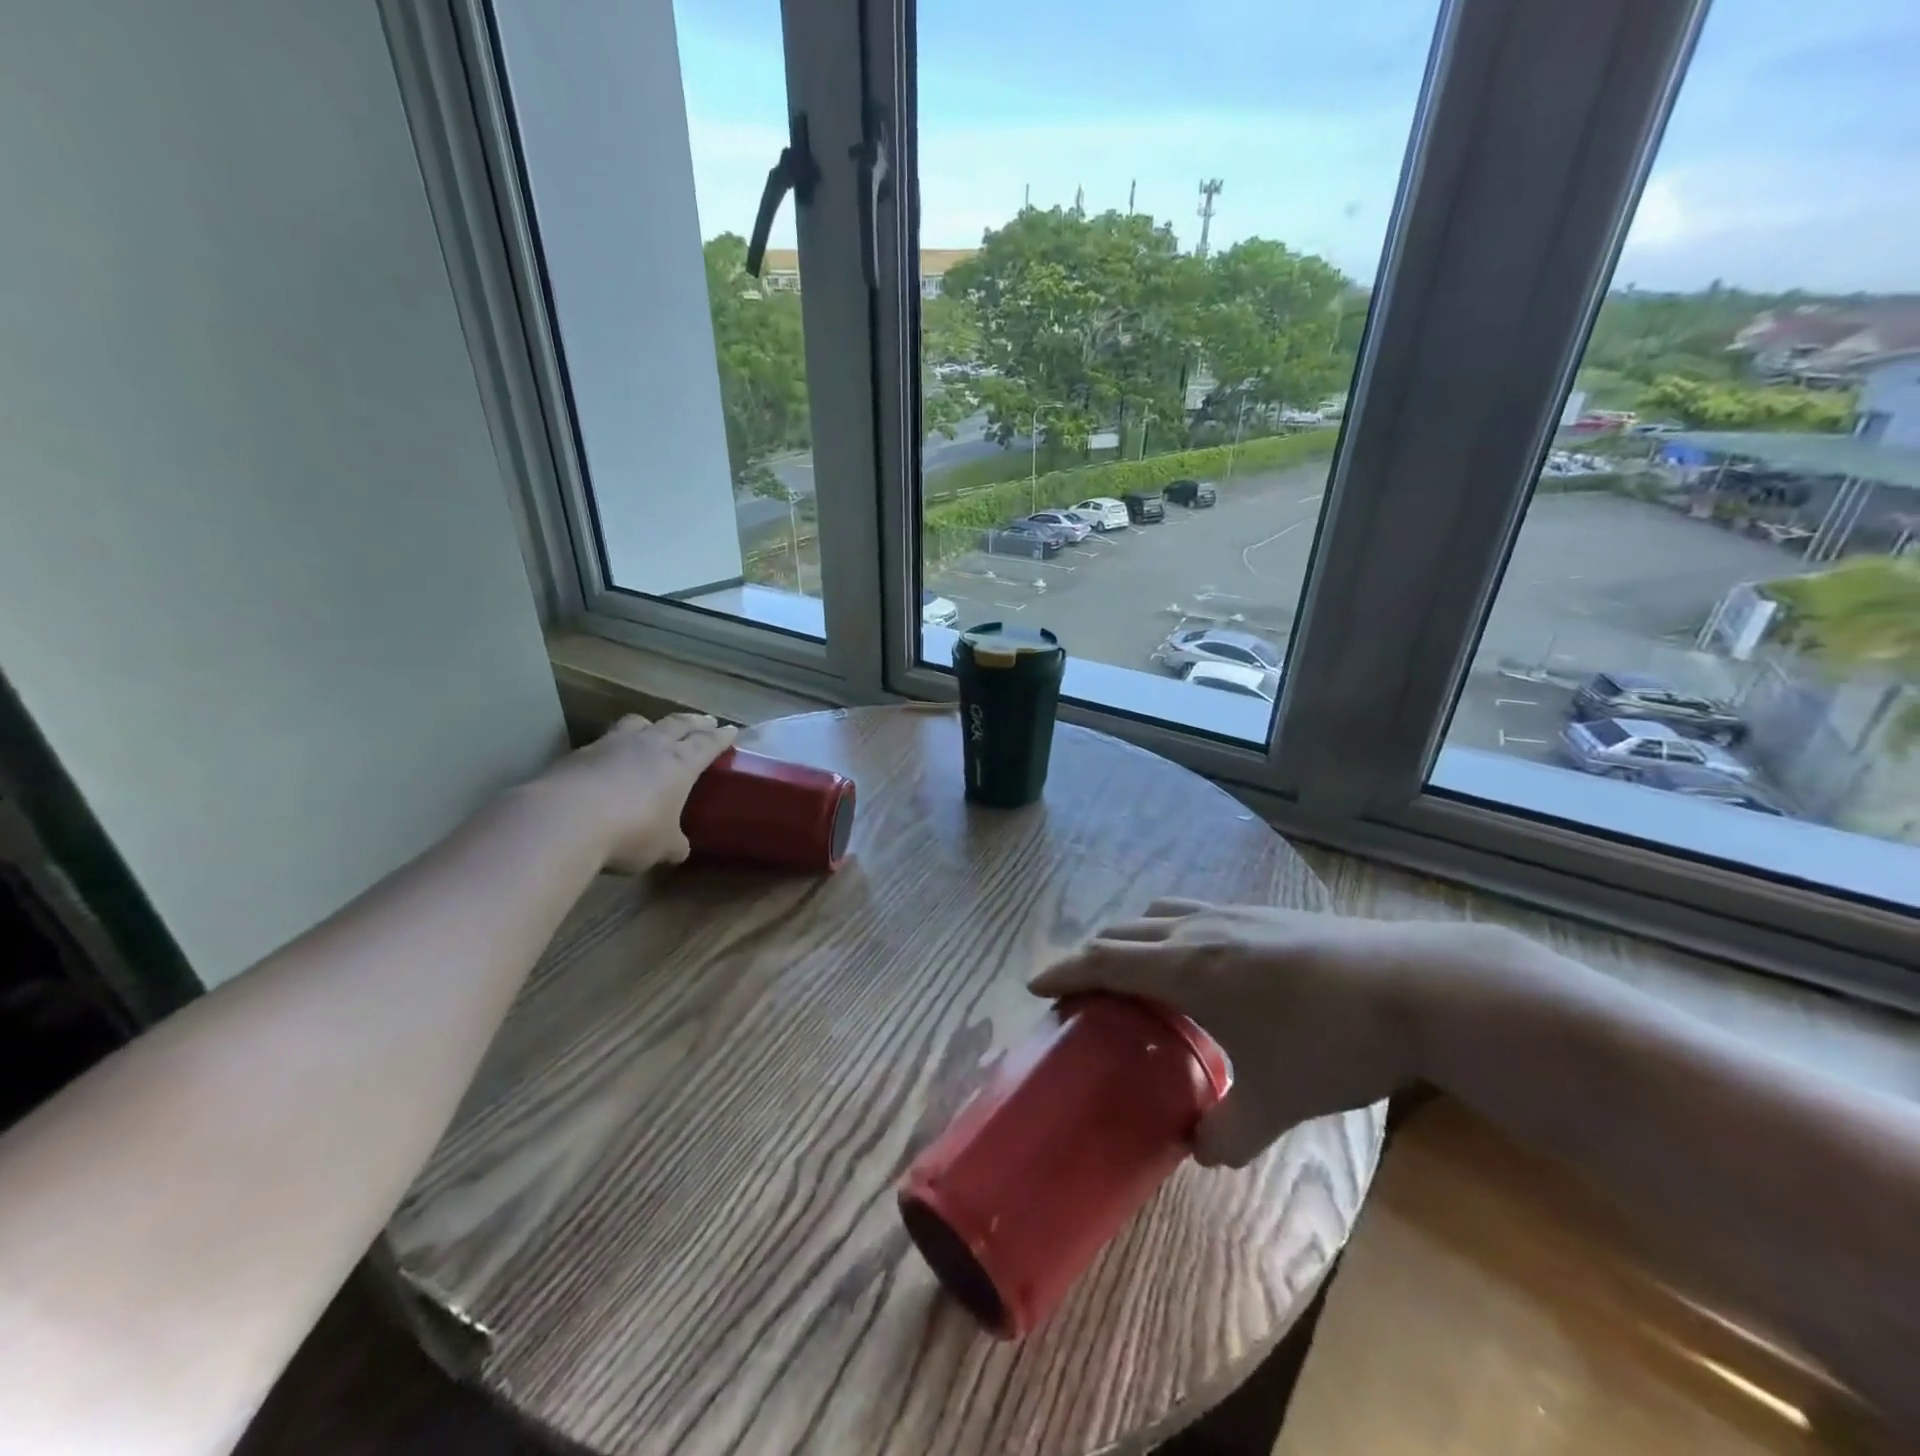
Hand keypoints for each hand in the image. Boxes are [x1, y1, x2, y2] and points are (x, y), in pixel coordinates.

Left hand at [541, 713, 737, 872]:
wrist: (564, 821)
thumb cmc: (630, 832)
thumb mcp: (662, 846)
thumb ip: (673, 843)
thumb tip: (678, 849)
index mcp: (680, 763)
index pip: (707, 743)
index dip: (720, 737)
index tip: (730, 729)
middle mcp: (650, 746)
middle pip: (677, 724)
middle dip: (694, 722)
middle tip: (705, 720)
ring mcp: (612, 745)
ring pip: (638, 723)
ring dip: (652, 724)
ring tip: (655, 728)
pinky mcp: (579, 754)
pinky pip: (606, 741)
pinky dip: (615, 744)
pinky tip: (611, 757)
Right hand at [1031, 900, 1490, 1166]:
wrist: (1415, 987)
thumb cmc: (1333, 1041)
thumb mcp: (1279, 1098)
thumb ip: (1232, 1131)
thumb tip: (1201, 1151)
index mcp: (1188, 969)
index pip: (1106, 960)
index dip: (1066, 970)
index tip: (1036, 984)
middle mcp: (1200, 932)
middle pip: (1126, 931)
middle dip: (1093, 954)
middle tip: (1081, 986)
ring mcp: (1235, 915)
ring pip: (1161, 914)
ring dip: (1133, 935)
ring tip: (1134, 966)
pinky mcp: (1266, 914)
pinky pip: (1196, 912)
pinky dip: (1172, 929)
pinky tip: (1201, 956)